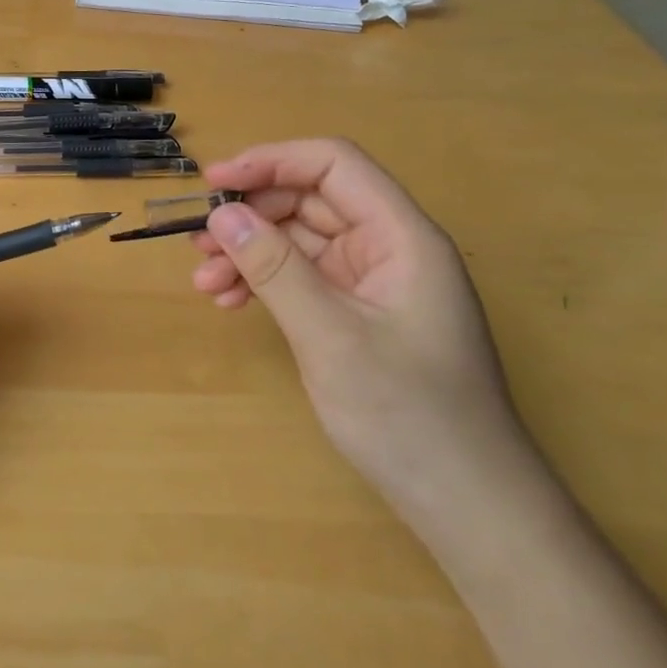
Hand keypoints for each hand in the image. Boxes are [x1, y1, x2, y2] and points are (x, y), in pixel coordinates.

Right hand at [190, 139, 538, 531]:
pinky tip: (231, 302)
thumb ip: (275, 269)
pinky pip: (302, 278)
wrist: (467, 505)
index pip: (333, 166)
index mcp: (402, 236)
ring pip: (299, 241)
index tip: (213, 183)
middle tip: (199, 244)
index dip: (271, 162)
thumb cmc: (409, 415)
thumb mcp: (331, 337)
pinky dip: (264, 283)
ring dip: (249, 252)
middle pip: (310, 201)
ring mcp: (373, 283)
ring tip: (205, 282)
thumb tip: (222, 215)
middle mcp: (388, 248)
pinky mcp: (358, 314)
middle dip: (251, 217)